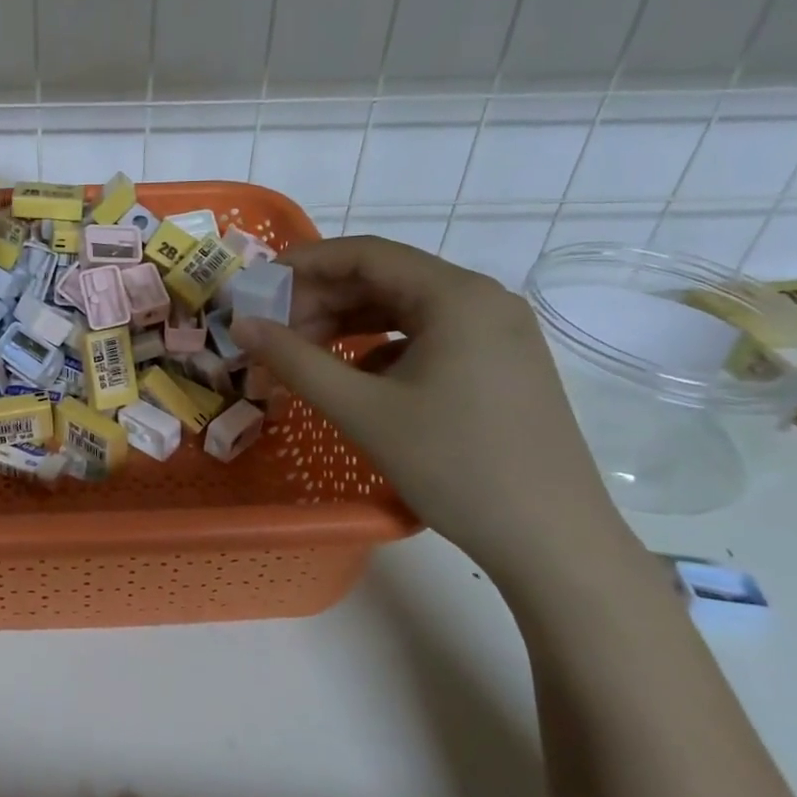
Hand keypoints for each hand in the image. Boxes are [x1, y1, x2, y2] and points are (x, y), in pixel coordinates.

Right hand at [229, 237, 628, 578]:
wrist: (554, 543)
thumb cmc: (455, 466)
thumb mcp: (363, 410)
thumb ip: (295, 360)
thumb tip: (242, 325)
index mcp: (456, 295)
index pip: (366, 254)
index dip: (305, 263)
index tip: (259, 287)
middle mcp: (482, 299)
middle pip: (385, 278)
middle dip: (322, 300)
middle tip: (275, 333)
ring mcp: (497, 332)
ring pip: (404, 308)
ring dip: (348, 324)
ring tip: (304, 354)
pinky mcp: (501, 363)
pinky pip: (428, 336)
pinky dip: (381, 346)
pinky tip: (354, 378)